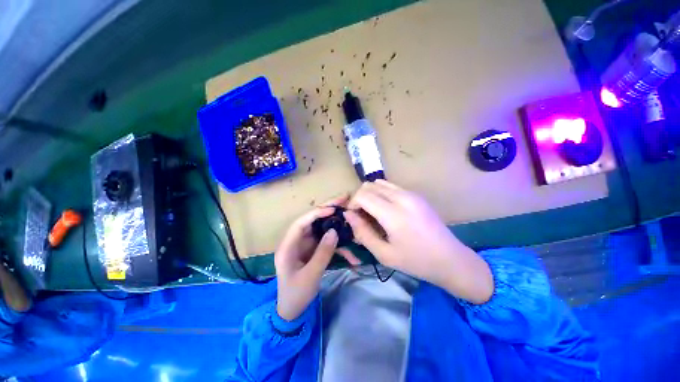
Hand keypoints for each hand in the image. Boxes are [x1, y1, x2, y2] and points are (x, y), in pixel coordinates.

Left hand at [275, 197, 360, 320]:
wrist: (292, 311)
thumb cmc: (296, 295)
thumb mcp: (310, 276)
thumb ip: (323, 253)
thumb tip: (334, 231)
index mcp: (288, 246)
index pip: (301, 223)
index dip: (316, 213)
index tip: (333, 209)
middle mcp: (296, 241)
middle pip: (312, 220)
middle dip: (328, 210)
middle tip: (344, 199)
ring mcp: (306, 245)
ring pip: (321, 229)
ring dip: (336, 224)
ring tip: (350, 216)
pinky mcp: (314, 250)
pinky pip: (327, 243)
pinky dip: (339, 247)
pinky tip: (353, 255)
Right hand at [344, 180, 492, 303]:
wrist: (450, 259)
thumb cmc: (415, 261)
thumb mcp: (384, 254)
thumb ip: (362, 232)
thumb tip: (348, 214)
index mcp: (393, 214)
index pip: (363, 195)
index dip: (352, 203)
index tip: (353, 217)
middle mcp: (402, 198)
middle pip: (370, 186)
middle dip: (360, 198)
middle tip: (362, 216)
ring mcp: (411, 194)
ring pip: (380, 183)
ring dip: (371, 194)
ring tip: (373, 212)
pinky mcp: (416, 195)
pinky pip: (391, 187)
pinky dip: (382, 194)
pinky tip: (386, 210)